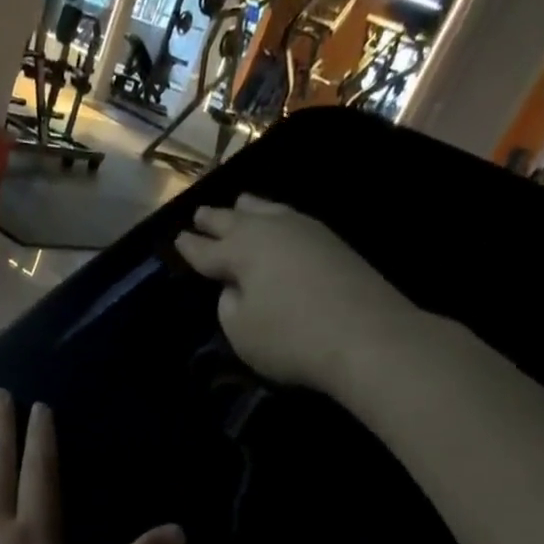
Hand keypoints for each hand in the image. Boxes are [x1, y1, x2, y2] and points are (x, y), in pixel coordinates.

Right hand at [173, 194, 426, 392]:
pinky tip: (279, 222)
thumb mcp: (241, 331)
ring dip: (249, 209)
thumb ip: (228, 304)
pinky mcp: (333, 242)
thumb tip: (236, 286)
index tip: (177, 239)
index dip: (190, 247)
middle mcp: (270, 230)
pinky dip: (276, 218)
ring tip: (239, 205)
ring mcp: (306, 230)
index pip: (206, 249)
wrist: (366, 336)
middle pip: (235, 220)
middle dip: (215, 219)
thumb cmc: (290, 338)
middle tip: (200, 214)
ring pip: (268, 210)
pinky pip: (291, 219)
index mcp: (240, 251)